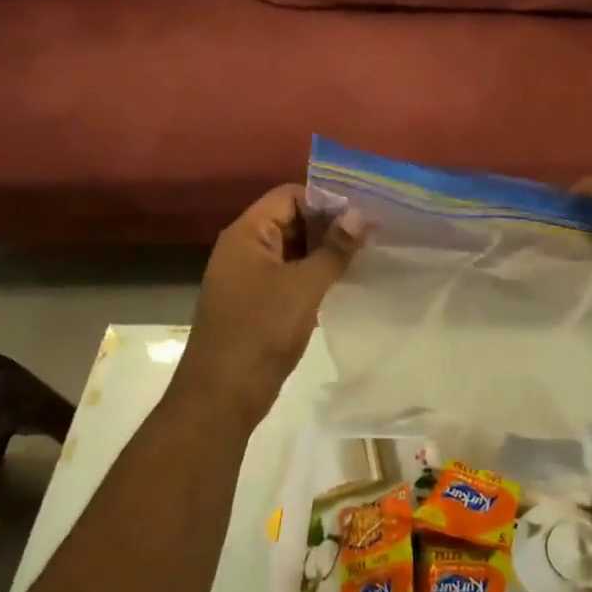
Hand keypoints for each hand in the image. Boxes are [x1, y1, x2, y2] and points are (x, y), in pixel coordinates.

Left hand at [173, 186, 363, 426]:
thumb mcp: (304, 287)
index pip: (289, 195)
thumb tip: (360, 215)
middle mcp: (243, 248)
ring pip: (291, 249)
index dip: (325, 199)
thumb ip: (334, 249)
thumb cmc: (261, 331)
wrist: (221, 396)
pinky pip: (287, 275)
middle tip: (369, 233)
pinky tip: (341, 282)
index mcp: (246, 233)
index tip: (361, 211)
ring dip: (322, 251)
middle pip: (290, 219)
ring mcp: (247, 277)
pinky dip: (312, 274)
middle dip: (327, 225)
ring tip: (363, 254)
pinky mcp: (255, 302)